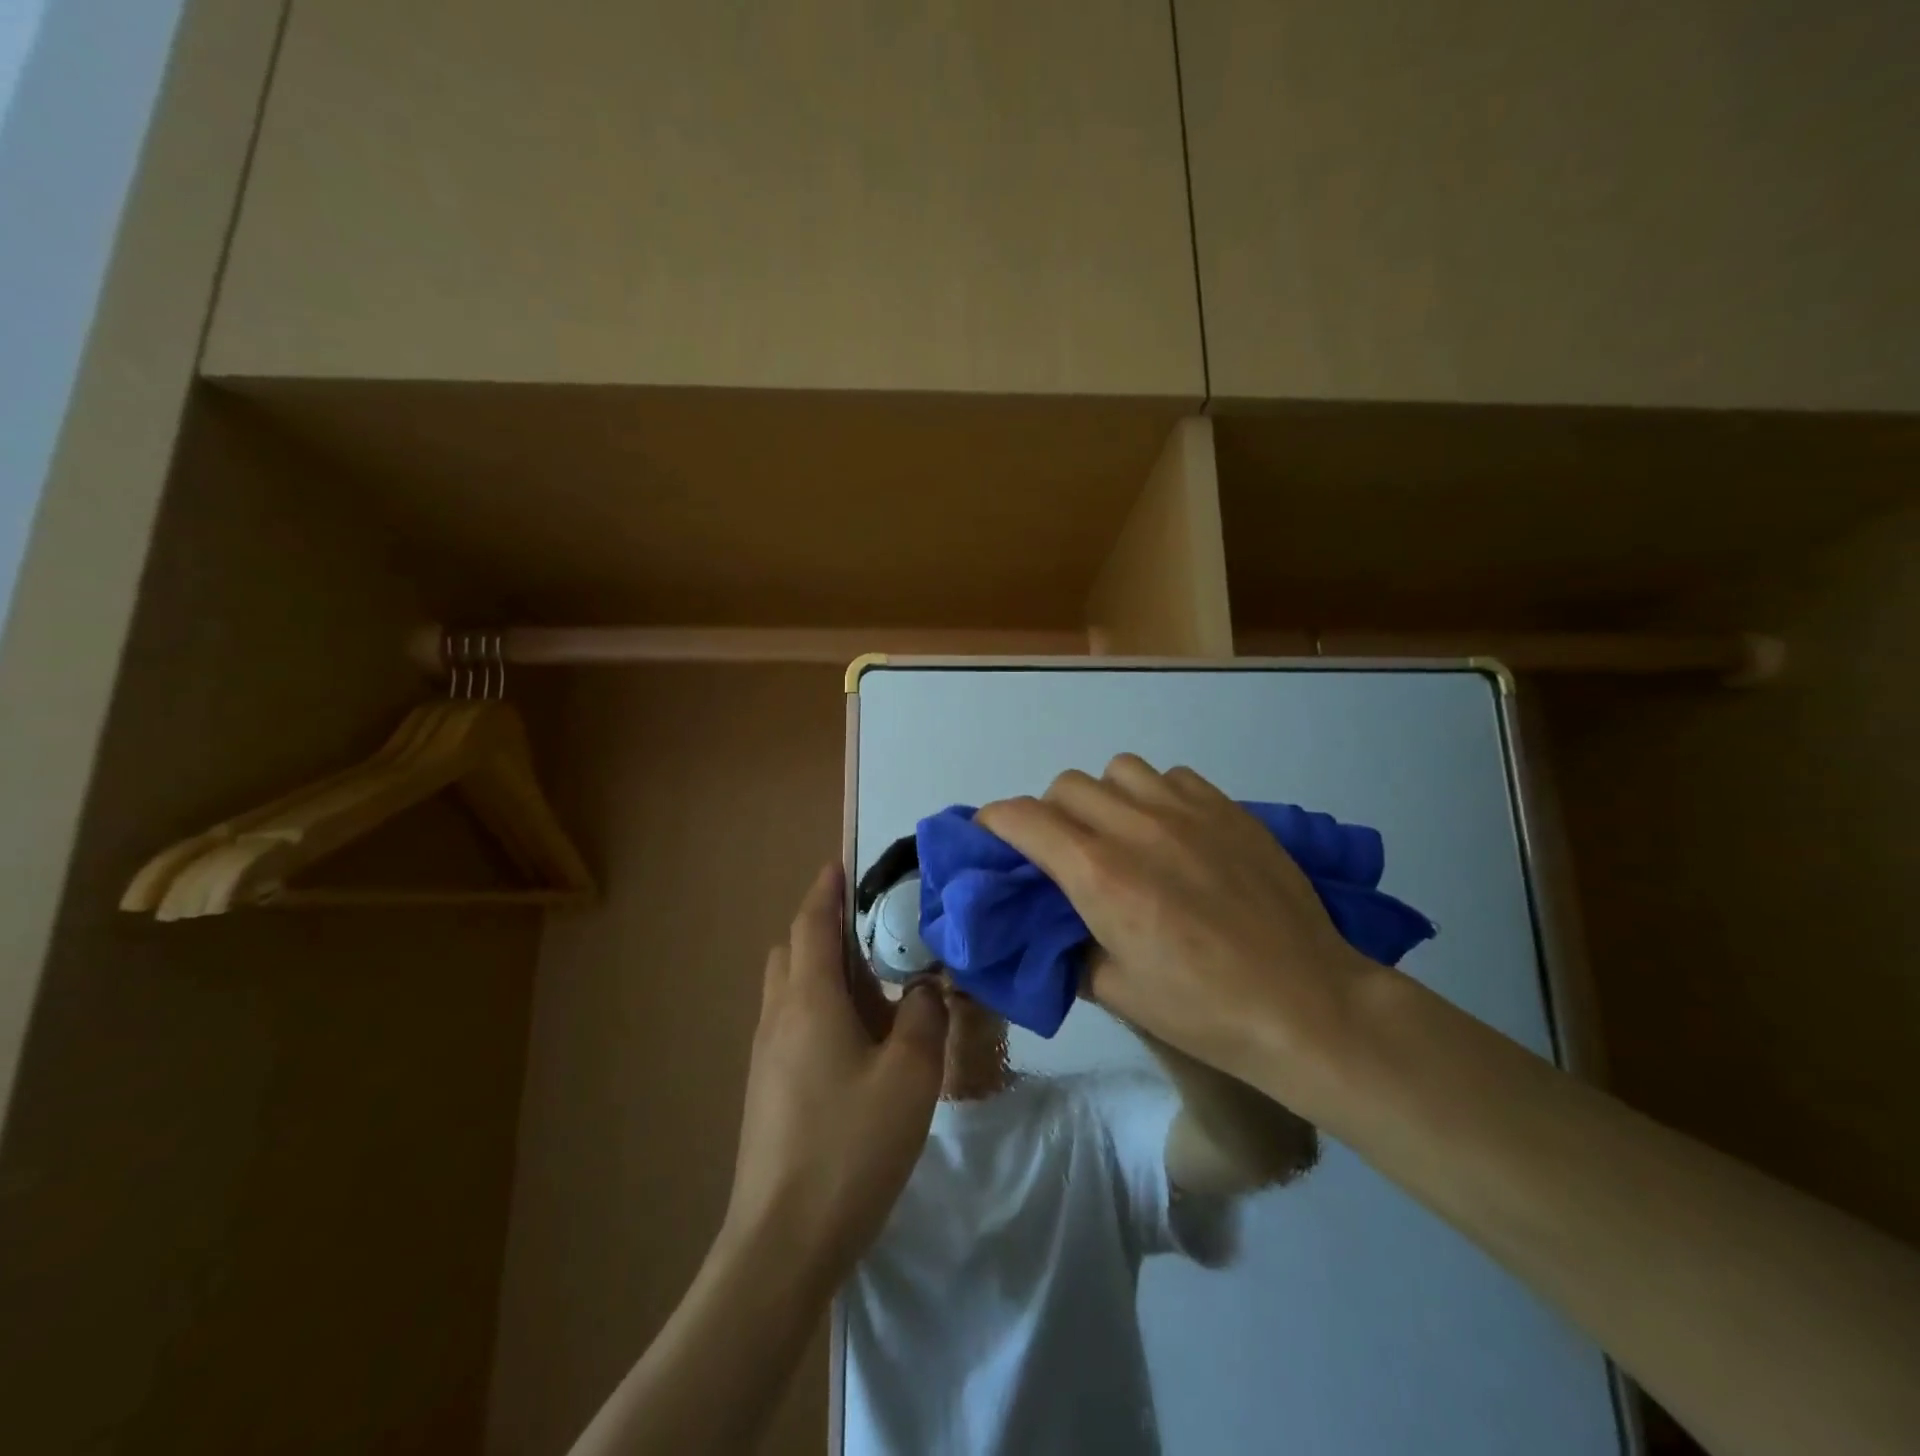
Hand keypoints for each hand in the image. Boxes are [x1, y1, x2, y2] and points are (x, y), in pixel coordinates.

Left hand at [720, 863, 947, 1280]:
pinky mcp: (766, 1089)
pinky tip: (859, 1044)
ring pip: (790, 990)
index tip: (842, 864)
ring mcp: (765, 1056)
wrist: (781, 1243)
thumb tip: (926, 989)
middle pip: (792, 951)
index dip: (826, 890)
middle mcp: (778, 1017)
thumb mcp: (909, 1077)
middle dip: (825, 930)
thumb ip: (924, 1019)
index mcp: (808, 1001)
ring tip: (877, 990)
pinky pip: (792, 1024)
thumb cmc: (849, 1146)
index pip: (811, 924)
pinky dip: (820, 1009)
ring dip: (824, 973)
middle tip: (874, 934)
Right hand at [977, 756, 1379, 1105]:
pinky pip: (1171, 777)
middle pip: (1064, 785)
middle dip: (1048, 814)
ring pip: (1117, 770)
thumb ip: (1071, 947)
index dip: (994, 822)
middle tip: (1063, 852)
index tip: (993, 838)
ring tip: (1119, 835)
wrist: (1306, 1003)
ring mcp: (1186, 810)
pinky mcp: (1227, 808)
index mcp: (1100, 875)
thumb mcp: (1117, 991)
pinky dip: (1154, 796)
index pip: (1023, 818)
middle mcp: (1136, 827)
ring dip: (1103, 798)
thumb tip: (1056, 925)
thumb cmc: (1205, 1010)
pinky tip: (1172, 832)